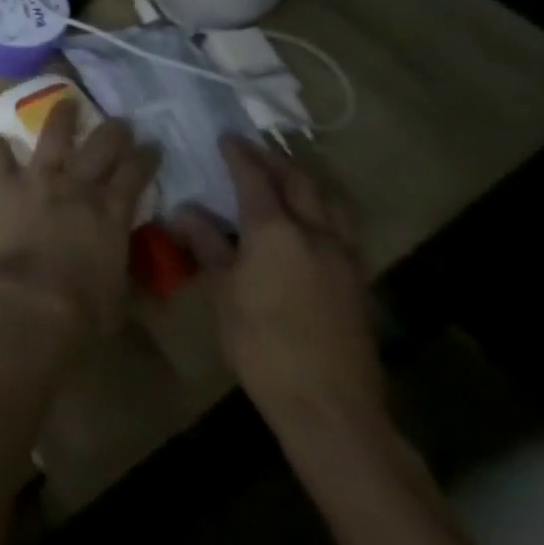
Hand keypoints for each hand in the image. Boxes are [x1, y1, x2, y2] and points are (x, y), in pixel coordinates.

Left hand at [0, 102, 157, 339]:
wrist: (31, 302)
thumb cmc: (84, 309)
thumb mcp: (120, 292)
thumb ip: (124, 267)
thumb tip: (133, 269)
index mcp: (111, 213)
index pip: (135, 174)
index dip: (146, 157)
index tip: (153, 144)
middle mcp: (77, 188)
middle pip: (100, 148)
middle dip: (114, 131)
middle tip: (120, 120)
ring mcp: (37, 181)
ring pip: (52, 138)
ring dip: (61, 117)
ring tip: (65, 100)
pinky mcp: (3, 186)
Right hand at [169, 135, 384, 430]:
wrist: (330, 407)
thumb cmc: (262, 343)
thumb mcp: (223, 291)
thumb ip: (207, 244)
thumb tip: (184, 211)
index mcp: (276, 231)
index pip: (255, 178)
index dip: (239, 154)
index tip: (225, 137)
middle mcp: (316, 235)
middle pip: (299, 183)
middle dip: (275, 161)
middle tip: (252, 150)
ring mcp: (345, 259)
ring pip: (330, 204)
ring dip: (306, 183)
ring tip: (285, 177)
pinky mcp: (358, 284)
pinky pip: (342, 230)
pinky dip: (324, 211)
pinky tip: (309, 223)